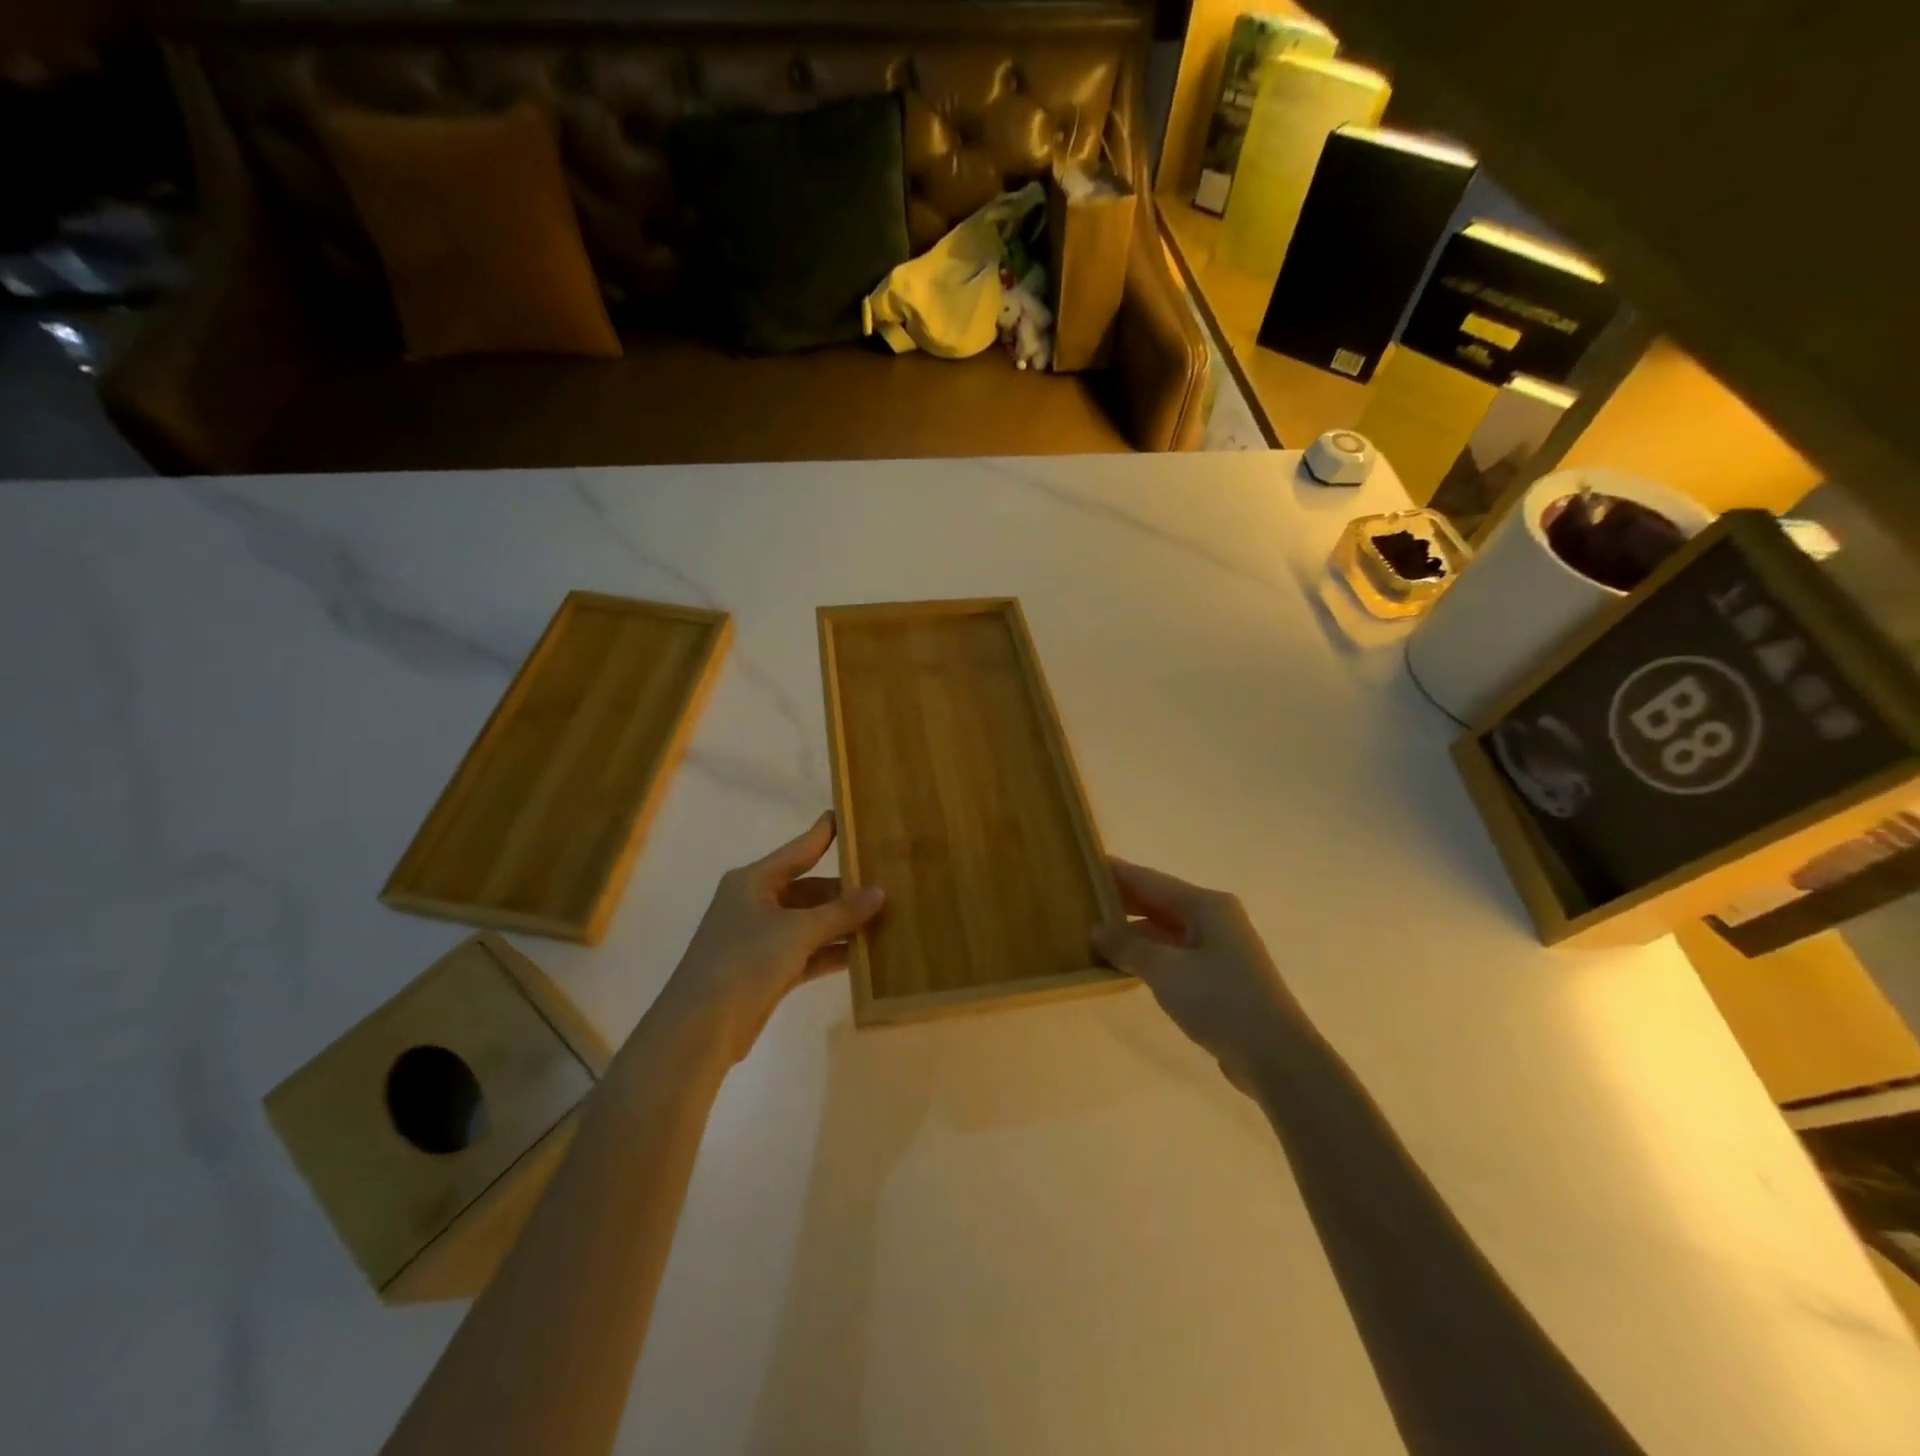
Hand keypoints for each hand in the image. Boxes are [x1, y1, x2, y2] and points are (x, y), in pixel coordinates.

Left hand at [664, 813, 884, 1062]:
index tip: (848, 815)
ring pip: (810, 923)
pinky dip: (831, 952)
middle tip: (886, 884)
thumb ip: (841, 912)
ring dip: (842, 924)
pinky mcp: (766, 971)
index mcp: (753, 881)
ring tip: (885, 919)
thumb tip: (880, 892)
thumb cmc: (745, 961)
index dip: (823, 834)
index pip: (798, 850)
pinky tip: (864, 955)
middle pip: (808, 889)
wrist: (700, 1028)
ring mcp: (760, 939)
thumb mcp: (798, 931)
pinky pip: (807, 953)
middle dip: (844, 891)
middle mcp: (755, 903)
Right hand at [1091, 858, 1309, 1090]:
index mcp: (1206, 905)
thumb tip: (1096, 930)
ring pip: (1165, 931)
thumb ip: (1128, 945)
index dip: (1117, 873)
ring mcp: (1219, 950)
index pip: (1151, 880)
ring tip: (1092, 934)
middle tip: (1080, 900)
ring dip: (1132, 934)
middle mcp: (1214, 919)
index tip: (1084, 864)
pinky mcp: (1218, 978)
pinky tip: (1123, 965)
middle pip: (1159, 903)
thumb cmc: (1221, 1000)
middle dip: (1121, 903)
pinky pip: (1174, 956)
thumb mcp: (1166, 970)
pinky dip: (1148, 956)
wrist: (1277, 1058)